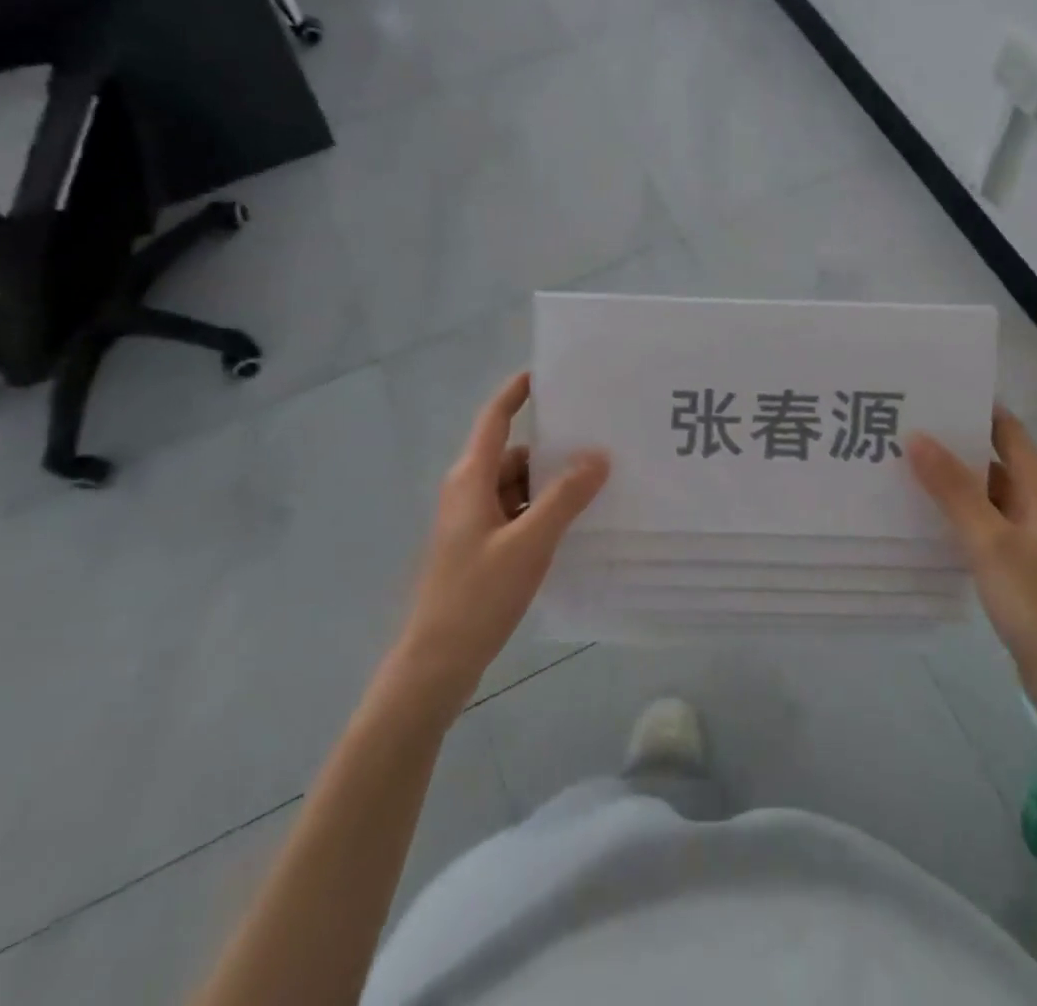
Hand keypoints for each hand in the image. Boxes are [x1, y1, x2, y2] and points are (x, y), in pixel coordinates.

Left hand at [392, 372, 608, 718]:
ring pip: (518, 486)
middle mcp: (468, 491)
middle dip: (553, 450)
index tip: (547, 373)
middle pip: (514, 454)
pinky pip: (516, 512)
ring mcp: (472, 521)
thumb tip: (598, 455)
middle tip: (599, 444)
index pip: (494, 419)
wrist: (437, 662)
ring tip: (596, 486)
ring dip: (550, 485)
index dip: (517, 392)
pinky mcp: (480, 546)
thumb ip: (564, 497)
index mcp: (470, 478)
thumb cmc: (478, 595)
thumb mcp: (529, 543)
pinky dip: (541, 511)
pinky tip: (573, 524)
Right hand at [907, 407, 1036, 718]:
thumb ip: (953, 488)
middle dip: (951, 441)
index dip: (971, 407)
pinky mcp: (1018, 557)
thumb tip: (917, 436)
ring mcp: (1028, 530)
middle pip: (992, 456)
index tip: (926, 394)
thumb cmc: (1035, 602)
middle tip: (900, 426)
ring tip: (900, 462)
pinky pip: (983, 518)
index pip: (1005, 428)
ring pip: (984, 489)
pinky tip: (921, 511)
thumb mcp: (988, 541)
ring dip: (950, 477)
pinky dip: (956, 509)